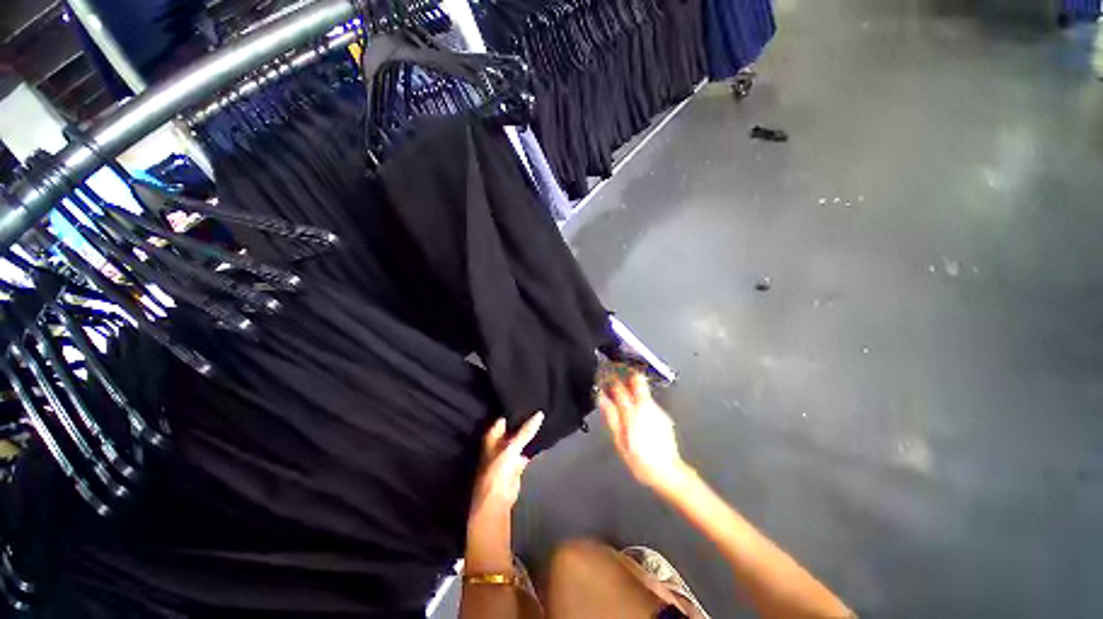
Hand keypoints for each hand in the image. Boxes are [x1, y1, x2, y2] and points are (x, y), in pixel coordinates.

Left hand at [465, 412, 543, 572]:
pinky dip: (534, 443)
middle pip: (514, 426)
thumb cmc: (497, 470)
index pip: (504, 416)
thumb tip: (540, 413)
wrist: (497, 499)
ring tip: (544, 416)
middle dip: (524, 418)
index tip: (528, 398)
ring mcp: (509, 451)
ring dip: (530, 431)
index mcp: (493, 434)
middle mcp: (500, 440)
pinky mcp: (518, 461)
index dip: (515, 408)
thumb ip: (525, 430)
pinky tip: (544, 434)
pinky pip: (527, 447)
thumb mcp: (511, 447)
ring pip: (521, 437)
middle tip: (539, 404)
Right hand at [598, 370, 689, 494]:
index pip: (619, 387)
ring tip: (621, 389)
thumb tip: (602, 399)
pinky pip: (648, 401)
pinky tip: (634, 408)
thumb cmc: (640, 461)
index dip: (610, 378)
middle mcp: (646, 406)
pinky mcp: (663, 415)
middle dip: (626, 371)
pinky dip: (639, 399)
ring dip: (631, 385)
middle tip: (616, 370)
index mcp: (632, 412)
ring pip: (643, 389)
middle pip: (637, 379)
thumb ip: (612, 417)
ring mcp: (657, 410)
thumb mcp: (620, 441)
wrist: (669, 473)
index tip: (604, 373)